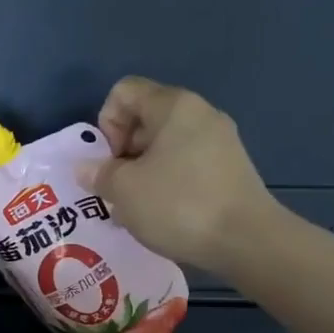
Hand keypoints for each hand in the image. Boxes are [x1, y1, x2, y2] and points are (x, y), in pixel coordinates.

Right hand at [84, 76, 287, 278]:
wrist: (247, 241)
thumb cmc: (178, 204)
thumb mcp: (124, 190)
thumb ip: (99, 174)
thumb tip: (86, 168)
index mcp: (173, 106)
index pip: (124, 92)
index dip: (106, 123)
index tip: (110, 160)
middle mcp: (199, 114)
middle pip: (144, 118)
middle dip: (122, 152)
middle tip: (117, 189)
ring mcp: (220, 141)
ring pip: (164, 145)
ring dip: (141, 172)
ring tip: (136, 208)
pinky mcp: (229, 168)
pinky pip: (185, 164)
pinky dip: (167, 183)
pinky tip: (163, 214)